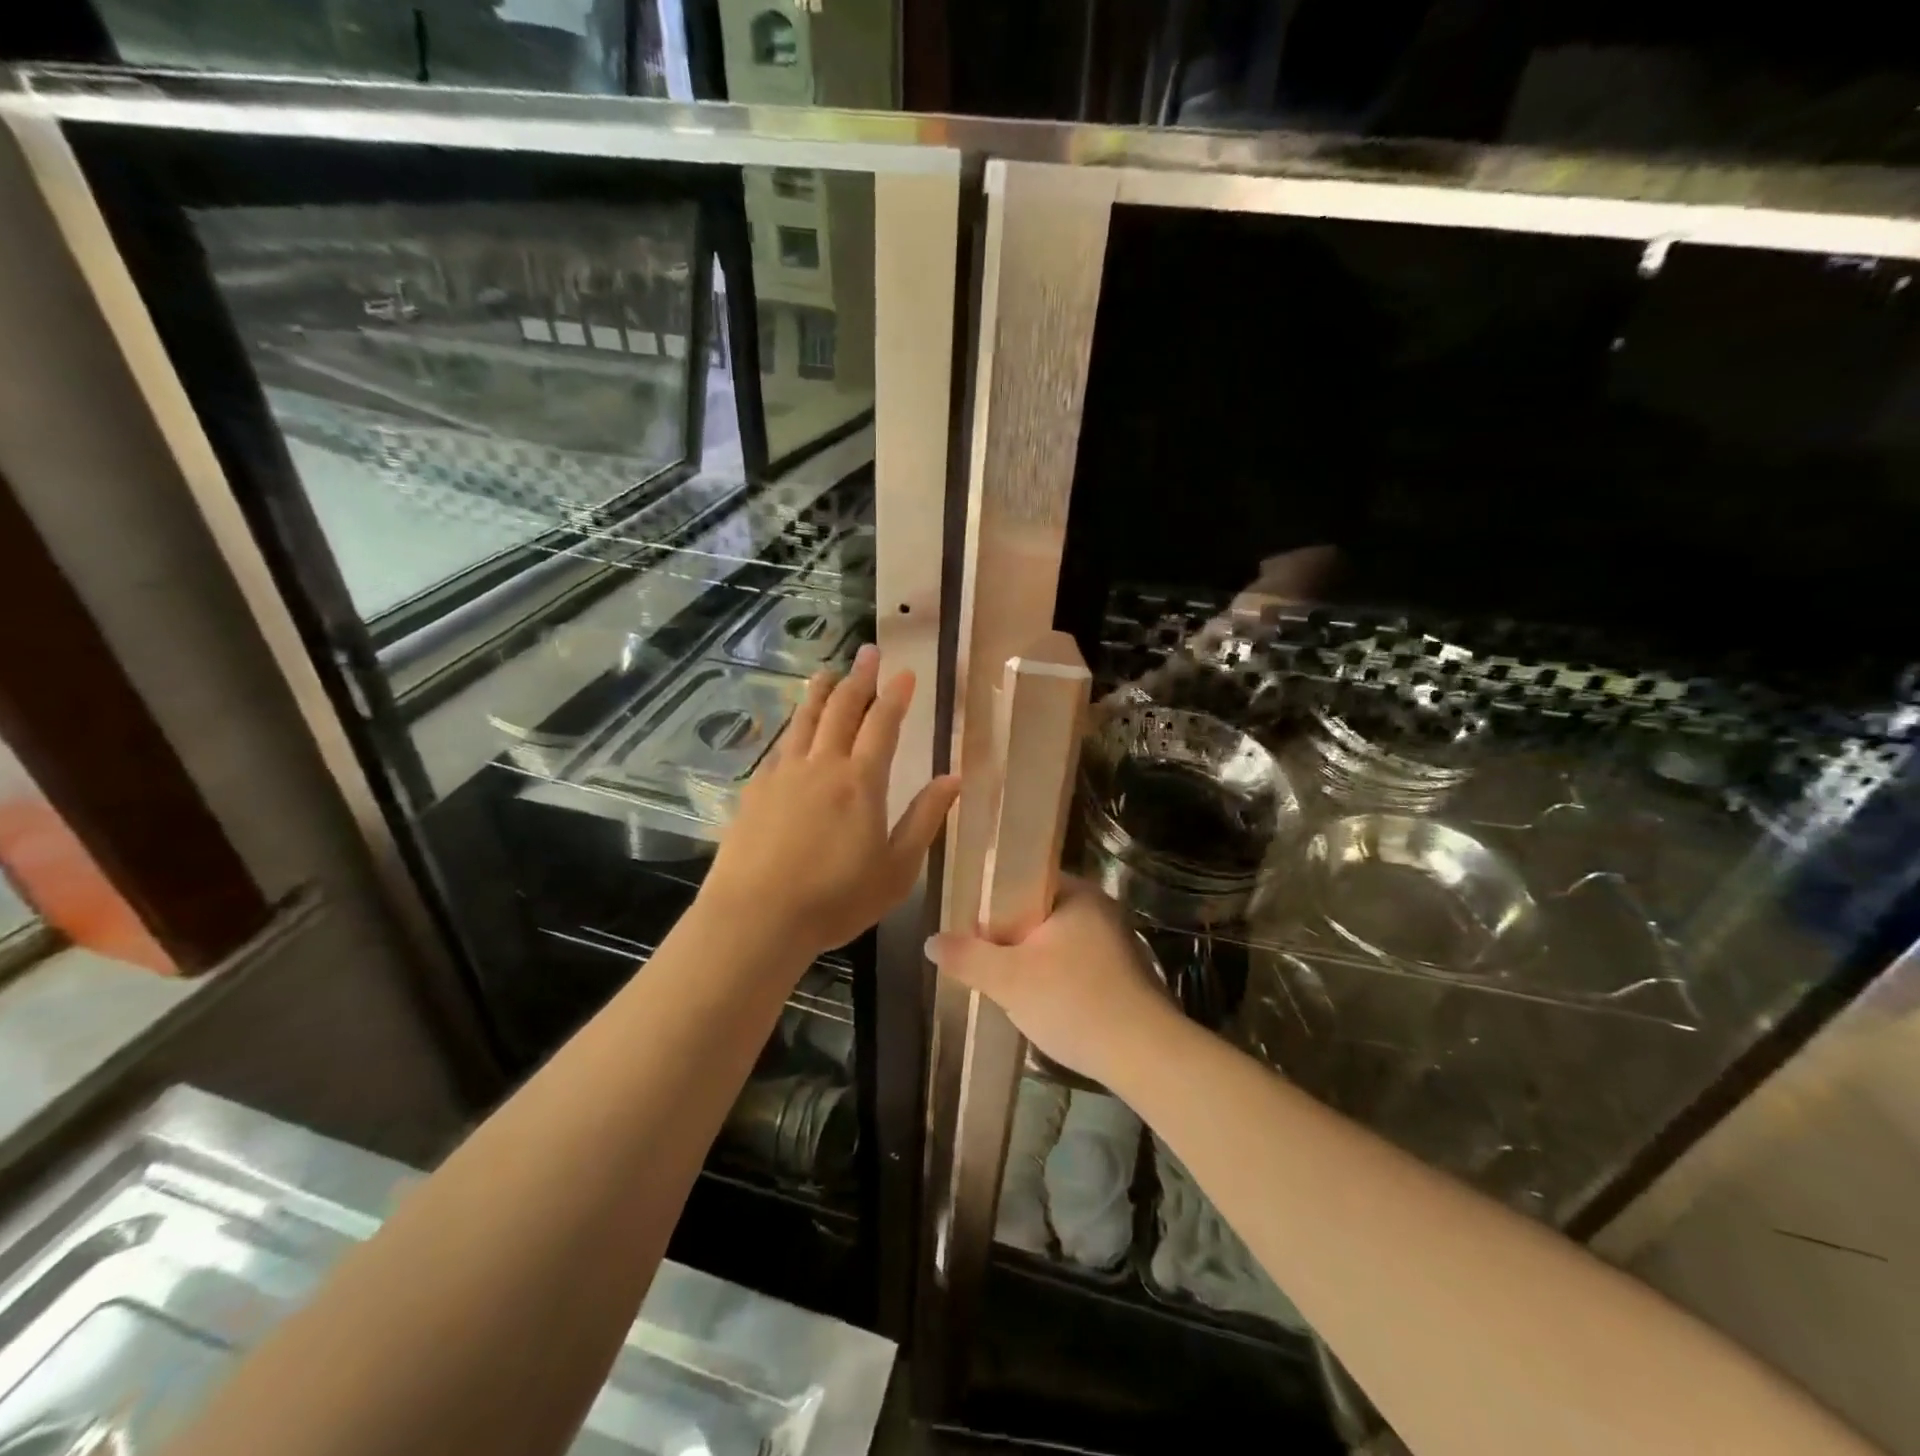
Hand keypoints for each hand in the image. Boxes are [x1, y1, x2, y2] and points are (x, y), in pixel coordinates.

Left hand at [702, 645, 959, 959]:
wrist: (756, 917)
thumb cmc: (836, 899)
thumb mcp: (897, 869)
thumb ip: (925, 819)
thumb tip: (954, 778)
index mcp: (861, 782)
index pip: (883, 725)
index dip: (896, 695)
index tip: (906, 672)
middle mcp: (822, 765)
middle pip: (842, 709)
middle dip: (859, 678)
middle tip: (869, 652)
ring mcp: (784, 774)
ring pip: (805, 719)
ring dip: (820, 692)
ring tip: (828, 672)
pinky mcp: (755, 790)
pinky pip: (780, 746)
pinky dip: (793, 728)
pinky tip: (794, 731)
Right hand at [927, 881, 1181, 1088]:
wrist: (1146, 1056)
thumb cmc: (1074, 1002)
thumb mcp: (1008, 980)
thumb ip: (967, 957)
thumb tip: (932, 940)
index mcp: (1077, 893)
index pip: (1025, 879)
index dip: (993, 900)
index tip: (970, 926)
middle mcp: (1100, 909)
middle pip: (1038, 913)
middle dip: (1009, 937)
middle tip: (981, 959)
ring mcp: (1116, 943)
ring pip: (1057, 943)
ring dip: (1032, 961)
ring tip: (1005, 985)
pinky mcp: (1124, 975)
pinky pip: (1076, 965)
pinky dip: (1055, 979)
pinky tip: (1042, 1005)